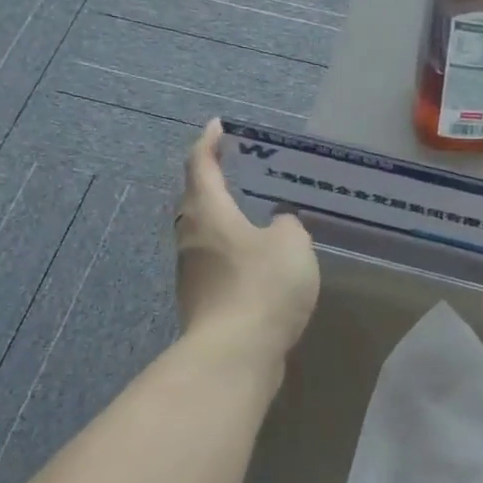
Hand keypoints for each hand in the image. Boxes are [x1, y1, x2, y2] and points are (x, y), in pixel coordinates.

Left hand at [176, 119, 319, 357]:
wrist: (234, 356)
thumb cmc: (261, 286)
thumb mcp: (291, 243)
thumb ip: (287, 224)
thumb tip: (276, 225)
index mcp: (207, 212)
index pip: (200, 164)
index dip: (209, 142)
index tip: (220, 126)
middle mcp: (191, 237)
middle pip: (198, 199)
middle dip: (217, 180)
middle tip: (245, 169)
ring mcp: (192, 272)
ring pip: (207, 233)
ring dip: (227, 218)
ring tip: (259, 212)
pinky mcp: (202, 301)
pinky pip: (217, 262)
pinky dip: (234, 250)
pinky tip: (261, 259)